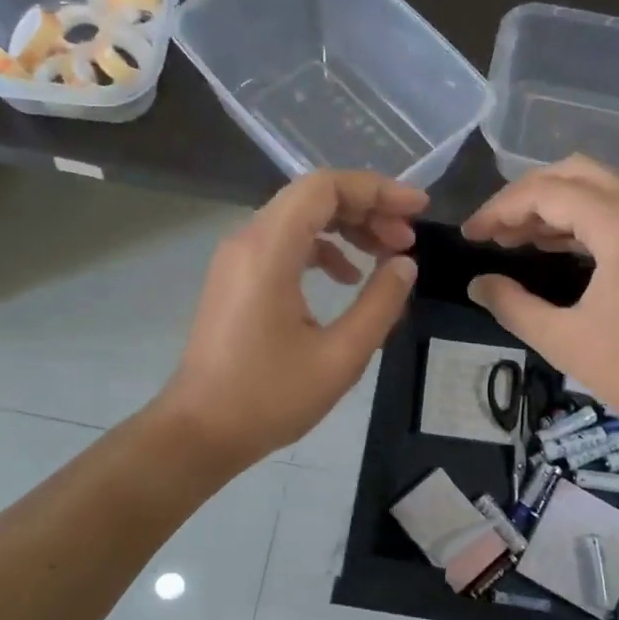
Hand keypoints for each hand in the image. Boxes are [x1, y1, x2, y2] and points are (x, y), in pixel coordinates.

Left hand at [158, 171, 424, 471]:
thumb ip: (380, 303)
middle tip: (407, 239)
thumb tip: (404, 264)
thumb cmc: (269, 398)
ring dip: (347, 227)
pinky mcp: (236, 278)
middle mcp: (247, 240)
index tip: (418, 210)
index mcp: (269, 250)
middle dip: (367, 208)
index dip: (377, 190)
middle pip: (313, 196)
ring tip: (387, 255)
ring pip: (299, 218)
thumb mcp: (340, 357)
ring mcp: (237, 258)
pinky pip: (285, 243)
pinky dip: (322, 248)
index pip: (325, 188)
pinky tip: (348, 278)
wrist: (200, 431)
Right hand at [460, 156, 618, 450]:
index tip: (469, 236)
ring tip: (511, 240)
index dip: (500, 209)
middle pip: (573, 174)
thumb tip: (477, 284)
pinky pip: (615, 211)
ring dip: (552, 207)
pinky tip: (550, 247)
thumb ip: (511, 305)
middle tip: (491, 231)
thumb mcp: (563, 340)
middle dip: (525, 196)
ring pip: (596, 189)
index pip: (547, 192)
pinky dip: (579, 221)